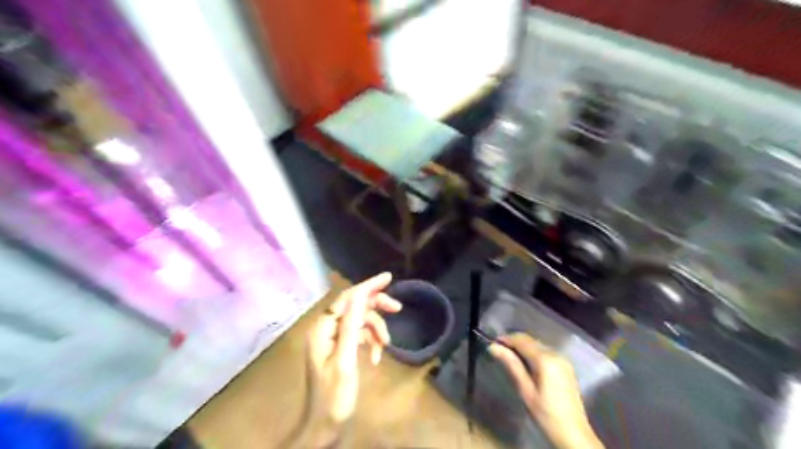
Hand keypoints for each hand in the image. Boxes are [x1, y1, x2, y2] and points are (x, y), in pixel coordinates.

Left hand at [303, 273, 400, 426]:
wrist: (324, 426)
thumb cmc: (334, 396)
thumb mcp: (345, 358)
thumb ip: (351, 324)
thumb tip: (359, 293)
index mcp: (323, 328)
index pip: (347, 297)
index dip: (368, 286)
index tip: (389, 278)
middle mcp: (326, 329)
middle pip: (355, 306)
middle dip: (376, 309)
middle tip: (397, 309)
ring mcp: (333, 339)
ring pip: (360, 321)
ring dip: (376, 330)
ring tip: (386, 346)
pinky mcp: (340, 348)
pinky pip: (359, 335)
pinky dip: (371, 342)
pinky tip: (377, 356)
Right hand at [489, 331, 607, 448]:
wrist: (574, 434)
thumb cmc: (546, 414)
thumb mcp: (525, 390)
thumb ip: (511, 365)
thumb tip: (493, 347)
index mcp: (546, 359)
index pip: (522, 340)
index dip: (506, 339)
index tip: (492, 343)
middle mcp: (556, 354)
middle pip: (531, 340)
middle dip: (514, 342)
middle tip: (499, 350)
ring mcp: (563, 360)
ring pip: (538, 345)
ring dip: (523, 347)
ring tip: (509, 356)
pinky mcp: (566, 367)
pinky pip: (546, 352)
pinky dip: (533, 353)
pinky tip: (526, 363)